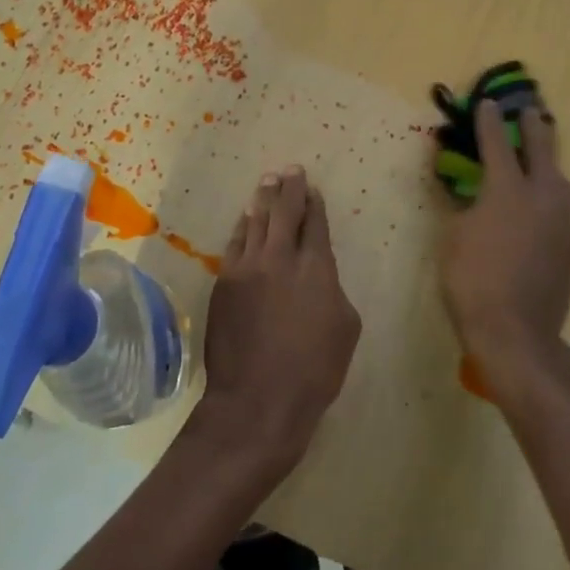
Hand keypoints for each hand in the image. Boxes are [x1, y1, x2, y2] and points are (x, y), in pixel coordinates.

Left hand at [193, 166, 362, 471]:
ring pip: (255, 223)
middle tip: (290, 170)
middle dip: (289, 188)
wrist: (257, 400)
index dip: (315, 204)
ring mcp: (246, 269)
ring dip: (263, 201)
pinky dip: (242, 228)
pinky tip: (244, 220)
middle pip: (284, 212)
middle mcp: (279, 258)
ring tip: (267, 183)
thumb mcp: (346, 328)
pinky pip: (234, 245)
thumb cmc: (314, 370)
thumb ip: (333, 290)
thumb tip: (320, 278)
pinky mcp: (223, 284)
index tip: (313, 189)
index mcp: (316, 267)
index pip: (315, 224)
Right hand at [438, 101, 569, 399]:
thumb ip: (463, 207)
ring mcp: (562, 222)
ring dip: (550, 161)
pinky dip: (553, 193)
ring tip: (542, 157)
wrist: (516, 333)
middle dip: (533, 128)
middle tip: (530, 111)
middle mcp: (542, 197)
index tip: (487, 104)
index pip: (498, 144)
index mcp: (507, 190)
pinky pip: (563, 206)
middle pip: (541, 151)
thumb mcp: (453, 238)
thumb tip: (470, 191)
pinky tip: (545, 201)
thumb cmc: (472, 281)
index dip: (489, 122)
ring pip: (560, 179)